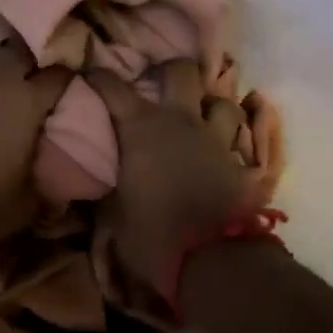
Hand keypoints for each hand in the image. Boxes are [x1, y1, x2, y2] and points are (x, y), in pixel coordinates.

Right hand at [90, 63, 260, 305]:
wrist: (215, 261)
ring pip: (223, 101)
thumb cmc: (153, 235)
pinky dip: (231, 141)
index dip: (98, 76)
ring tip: (202, 117)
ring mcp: (217, 140)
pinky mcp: (243, 164)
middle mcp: (181, 121)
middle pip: (183, 72)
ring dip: (211, 106)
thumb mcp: (115, 216)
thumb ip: (108, 191)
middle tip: (160, 83)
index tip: (89, 73)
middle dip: (170, 71)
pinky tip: (224, 150)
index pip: (112, 86)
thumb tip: (101, 185)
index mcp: (141, 128)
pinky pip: (240, 140)